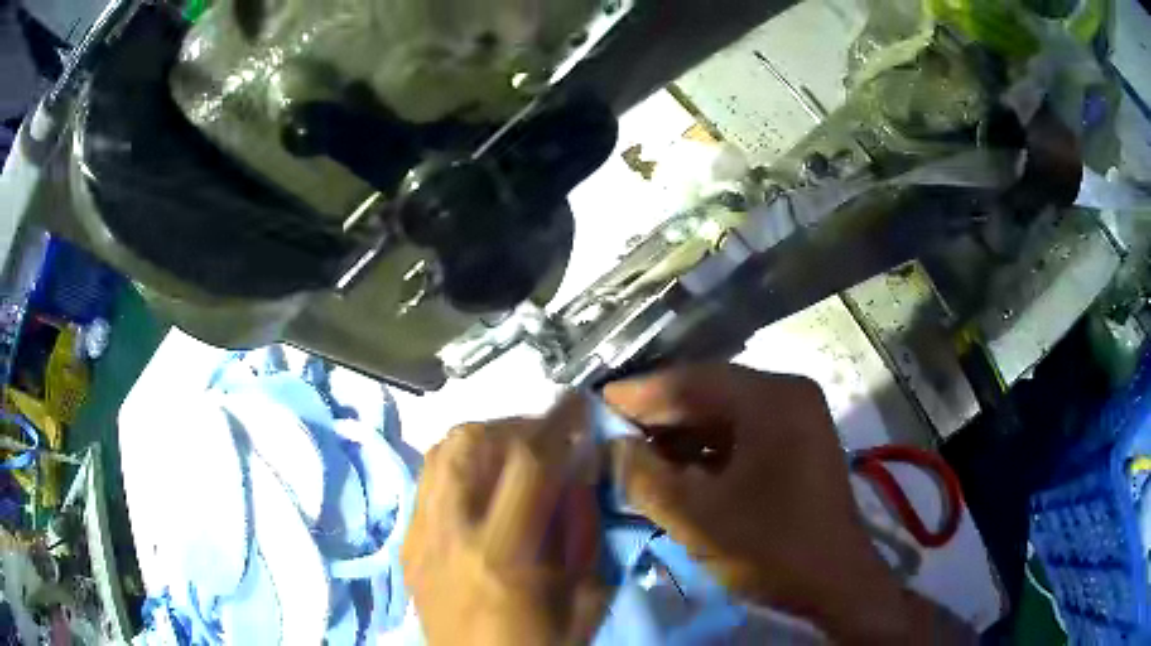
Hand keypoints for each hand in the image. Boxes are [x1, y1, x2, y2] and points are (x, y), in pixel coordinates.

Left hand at [401, 399, 607, 645]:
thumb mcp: (584, 596)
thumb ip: (582, 528)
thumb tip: (578, 470)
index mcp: (501, 555)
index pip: (527, 463)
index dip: (557, 423)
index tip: (578, 404)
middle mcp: (448, 535)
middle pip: (467, 442)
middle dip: (514, 425)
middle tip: (544, 438)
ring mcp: (418, 536)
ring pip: (439, 453)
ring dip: (481, 439)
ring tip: (511, 455)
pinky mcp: (406, 543)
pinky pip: (426, 480)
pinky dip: (457, 466)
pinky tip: (480, 485)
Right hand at [605, 364, 915, 641]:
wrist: (836, 584)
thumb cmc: (771, 548)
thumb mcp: (697, 517)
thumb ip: (644, 477)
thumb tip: (610, 447)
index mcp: (772, 399)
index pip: (690, 381)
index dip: (638, 395)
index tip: (593, 407)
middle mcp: (788, 395)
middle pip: (708, 394)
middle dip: (657, 417)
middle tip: (609, 434)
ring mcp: (797, 418)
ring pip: (724, 415)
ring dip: (680, 435)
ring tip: (635, 454)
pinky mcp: (798, 444)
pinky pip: (742, 435)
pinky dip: (706, 451)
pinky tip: (676, 469)